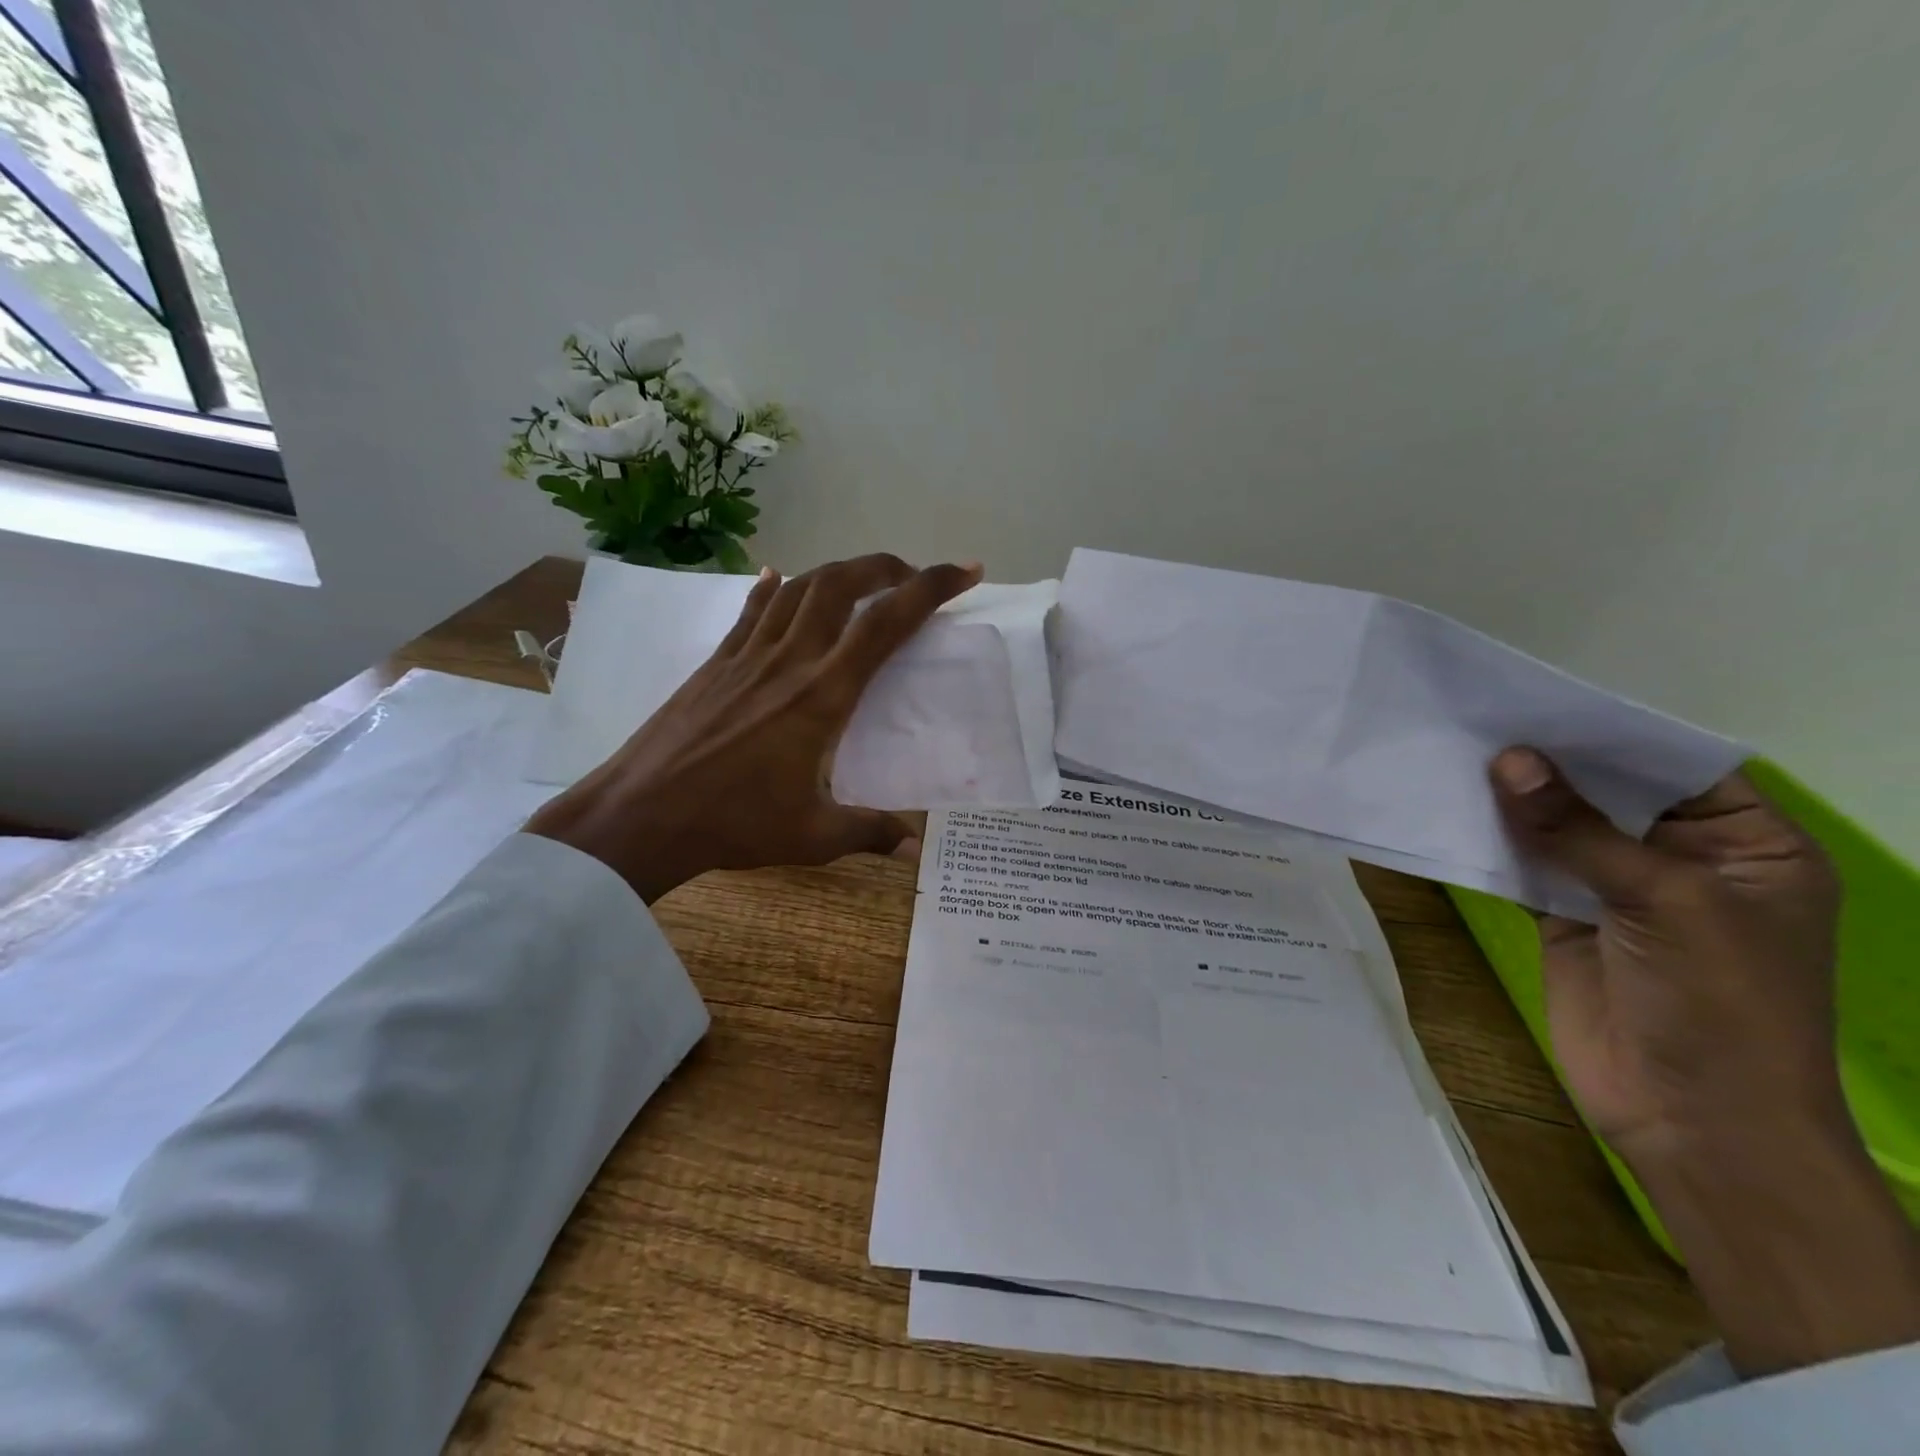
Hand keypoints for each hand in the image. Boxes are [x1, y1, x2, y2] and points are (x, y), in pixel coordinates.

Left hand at [529, 554, 979, 902]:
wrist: (640, 815)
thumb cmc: (733, 824)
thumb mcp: (812, 837)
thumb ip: (869, 833)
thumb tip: (913, 845)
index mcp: (823, 695)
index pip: (887, 623)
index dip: (931, 588)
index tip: (965, 572)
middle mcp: (790, 659)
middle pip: (842, 585)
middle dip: (885, 567)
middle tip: (913, 576)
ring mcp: (748, 655)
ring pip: (799, 588)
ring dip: (837, 572)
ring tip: (861, 580)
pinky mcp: (717, 661)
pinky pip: (752, 609)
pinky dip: (774, 587)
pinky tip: (778, 575)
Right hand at [1491, 748, 1919, 1375]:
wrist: (1690, 1119)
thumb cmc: (1717, 1003)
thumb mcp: (1662, 900)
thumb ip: (1578, 829)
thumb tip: (1507, 759)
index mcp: (1745, 846)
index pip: (1676, 766)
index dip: (1611, 733)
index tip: (1539, 699)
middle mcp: (1681, 858)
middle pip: (1608, 793)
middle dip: (1551, 762)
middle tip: (1480, 717)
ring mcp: (1617, 889)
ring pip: (1558, 827)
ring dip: (1513, 799)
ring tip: (1453, 751)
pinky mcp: (1565, 916)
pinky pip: (1525, 865)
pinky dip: (1492, 840)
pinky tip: (1450, 809)